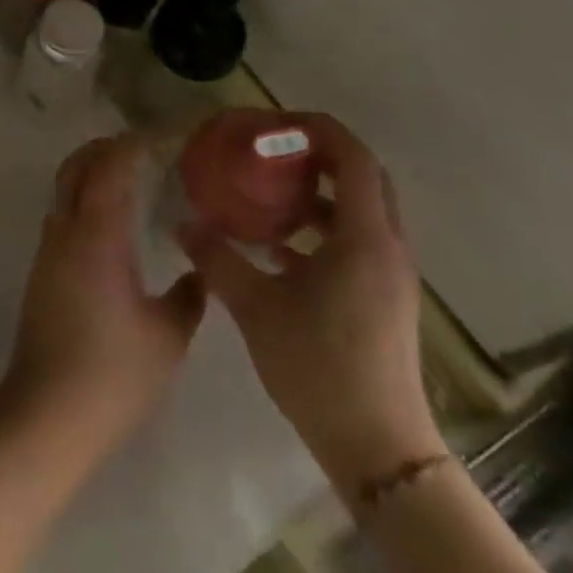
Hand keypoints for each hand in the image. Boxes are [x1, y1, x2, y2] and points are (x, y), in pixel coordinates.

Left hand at [4, 134, 205, 458]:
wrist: (46, 414)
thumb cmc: (113, 372)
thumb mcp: (167, 337)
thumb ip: (188, 298)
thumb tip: (197, 274)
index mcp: (98, 233)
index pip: (110, 166)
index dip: (131, 144)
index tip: (159, 139)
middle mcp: (66, 231)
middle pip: (76, 166)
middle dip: (103, 149)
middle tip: (140, 151)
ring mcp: (48, 251)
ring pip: (64, 191)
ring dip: (90, 176)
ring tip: (129, 185)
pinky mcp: (41, 273)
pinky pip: (62, 217)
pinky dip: (83, 204)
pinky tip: (110, 230)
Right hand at [179, 111, 439, 496]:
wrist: (377, 449)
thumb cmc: (318, 366)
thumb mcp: (256, 306)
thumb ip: (217, 258)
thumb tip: (183, 223)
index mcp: (364, 236)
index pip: (352, 156)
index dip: (316, 128)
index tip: (272, 123)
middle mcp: (386, 245)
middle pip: (362, 176)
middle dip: (319, 153)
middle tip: (272, 149)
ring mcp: (390, 274)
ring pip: (361, 209)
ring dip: (321, 192)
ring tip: (271, 193)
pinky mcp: (384, 297)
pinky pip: (357, 241)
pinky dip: (323, 228)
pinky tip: (279, 248)